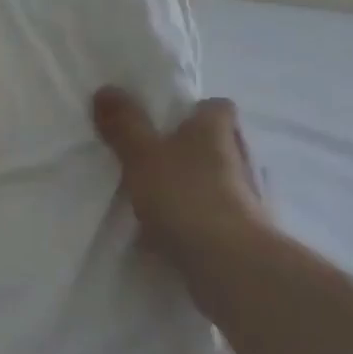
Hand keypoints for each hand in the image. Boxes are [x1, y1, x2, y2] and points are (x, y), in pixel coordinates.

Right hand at [92, 88, 276, 293]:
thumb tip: (106, 88)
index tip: (169, 121)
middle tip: (155, 159)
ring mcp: (246, 198)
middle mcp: (238, 157)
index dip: (195, 110)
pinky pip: (216, 217)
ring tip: (158, 199)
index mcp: (216, 129)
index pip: (216, 106)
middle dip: (191, 150)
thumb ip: (124, 124)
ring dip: (195, 187)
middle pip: (218, 144)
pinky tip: (171, 233)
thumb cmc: (185, 196)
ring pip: (217, 181)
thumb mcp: (142, 155)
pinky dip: (198, 221)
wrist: (230, 265)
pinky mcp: (245, 233)